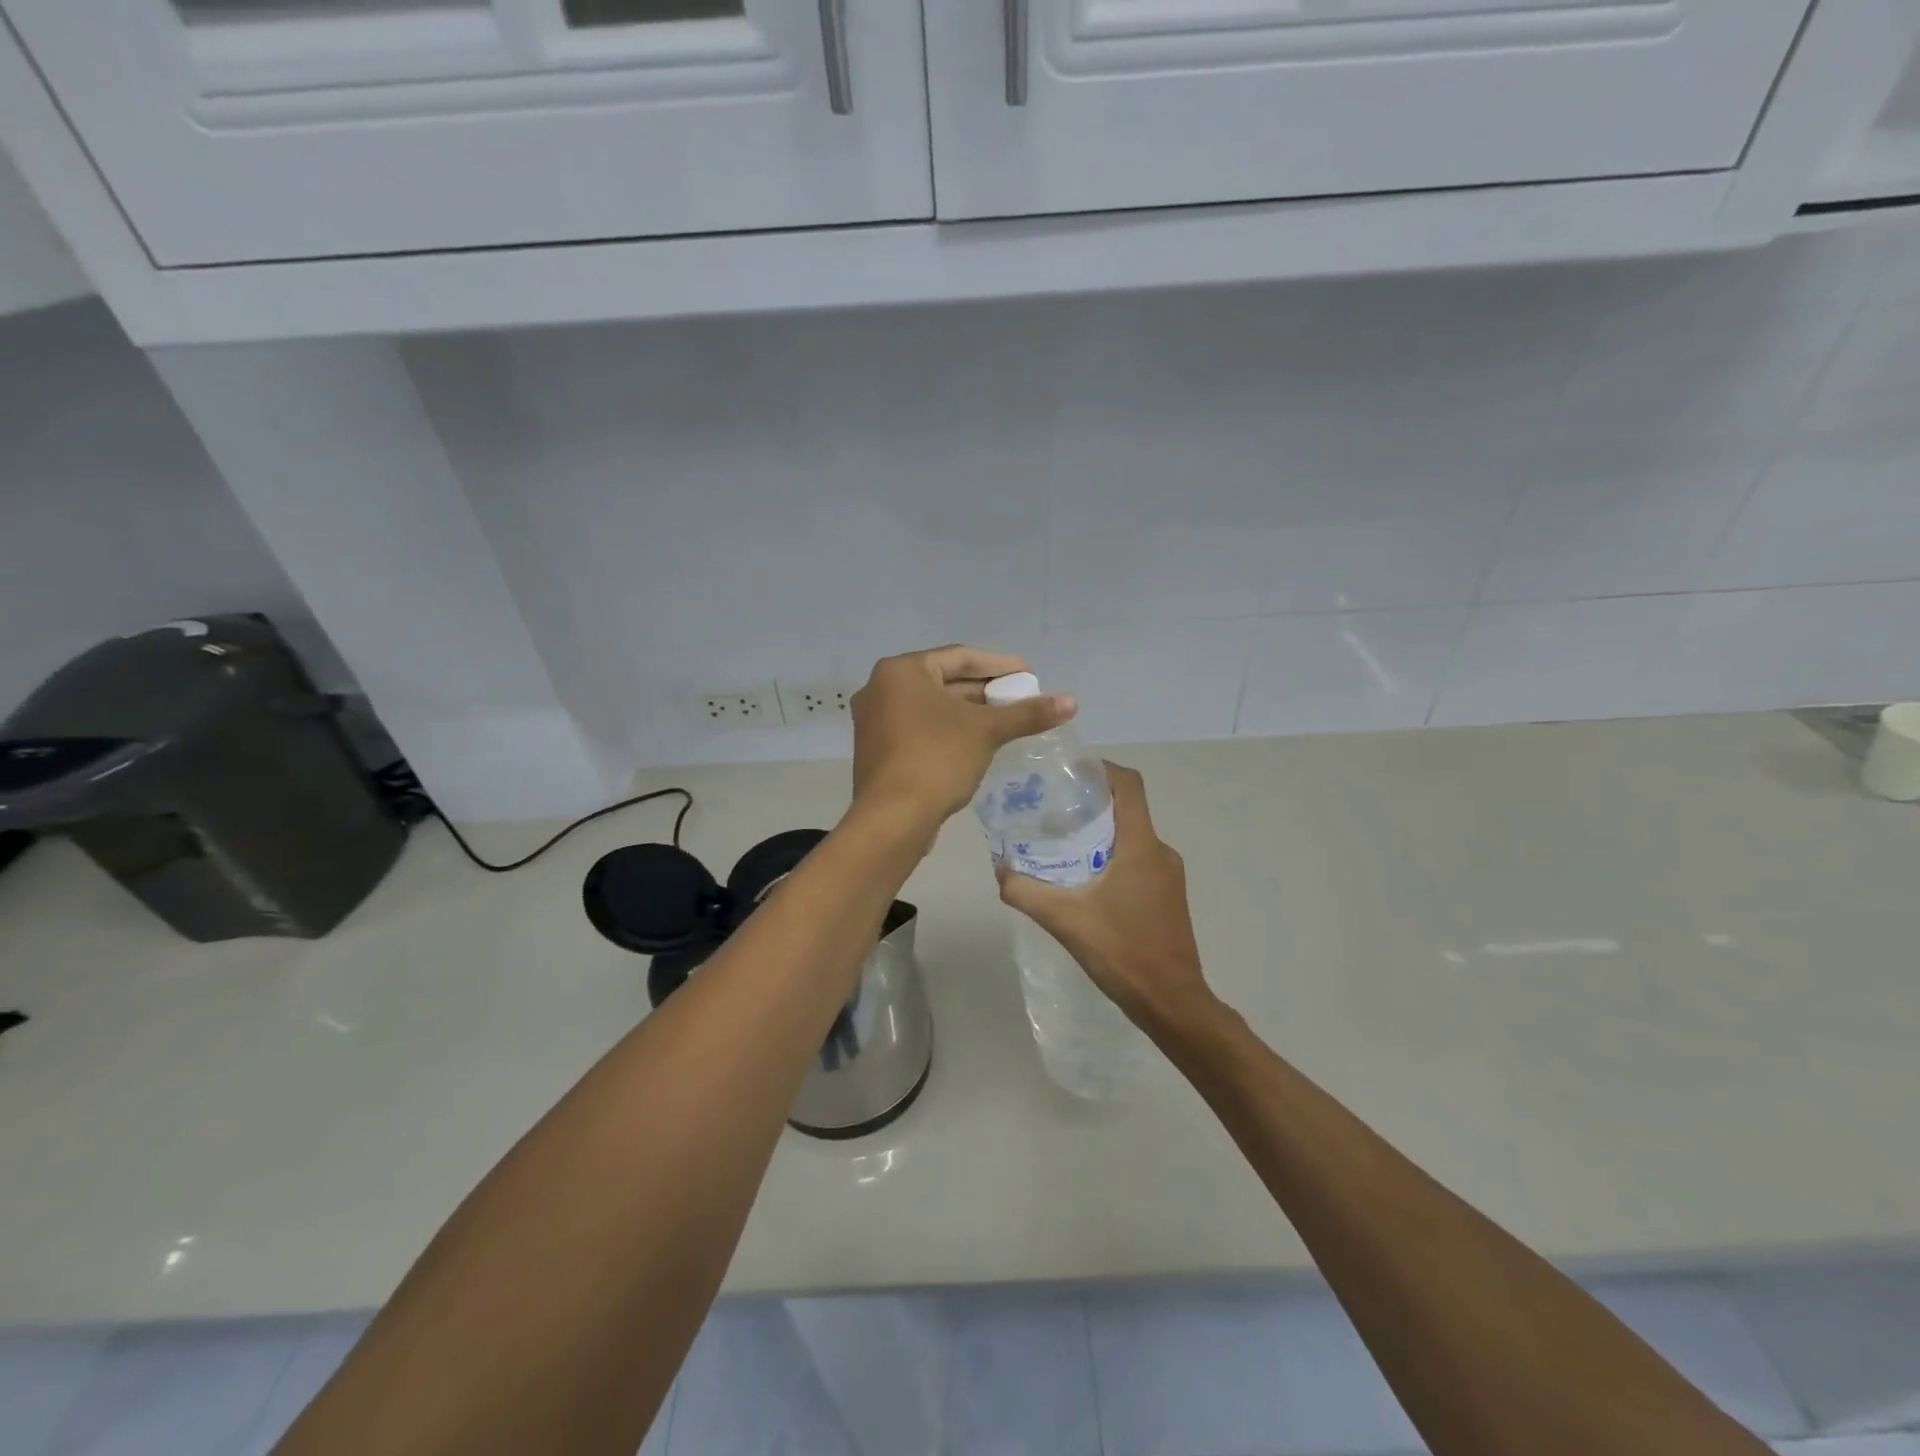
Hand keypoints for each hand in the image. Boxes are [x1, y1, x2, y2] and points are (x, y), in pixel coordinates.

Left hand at [851, 645, 1075, 825]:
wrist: (892, 818)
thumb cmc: (937, 759)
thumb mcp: (986, 732)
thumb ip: (1027, 714)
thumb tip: (1071, 702)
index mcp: (901, 671)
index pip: (960, 658)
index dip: (999, 665)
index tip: (1029, 675)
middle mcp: (881, 688)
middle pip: (944, 681)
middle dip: (985, 690)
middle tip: (1020, 698)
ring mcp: (874, 721)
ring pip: (931, 708)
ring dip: (968, 713)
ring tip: (1005, 720)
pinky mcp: (877, 750)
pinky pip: (919, 729)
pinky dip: (948, 731)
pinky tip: (976, 743)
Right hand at [996, 764, 1212, 1031]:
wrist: (1172, 1003)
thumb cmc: (1123, 953)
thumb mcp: (1064, 920)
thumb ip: (1025, 892)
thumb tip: (999, 869)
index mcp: (1142, 846)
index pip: (1129, 785)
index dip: (1101, 769)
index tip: (1067, 773)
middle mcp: (1161, 851)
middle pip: (1126, 809)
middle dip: (1089, 803)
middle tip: (1050, 811)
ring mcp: (1169, 875)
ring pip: (1131, 837)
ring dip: (1099, 833)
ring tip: (1061, 844)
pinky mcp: (1168, 895)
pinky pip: (1138, 860)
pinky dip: (1111, 857)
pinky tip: (1084, 880)